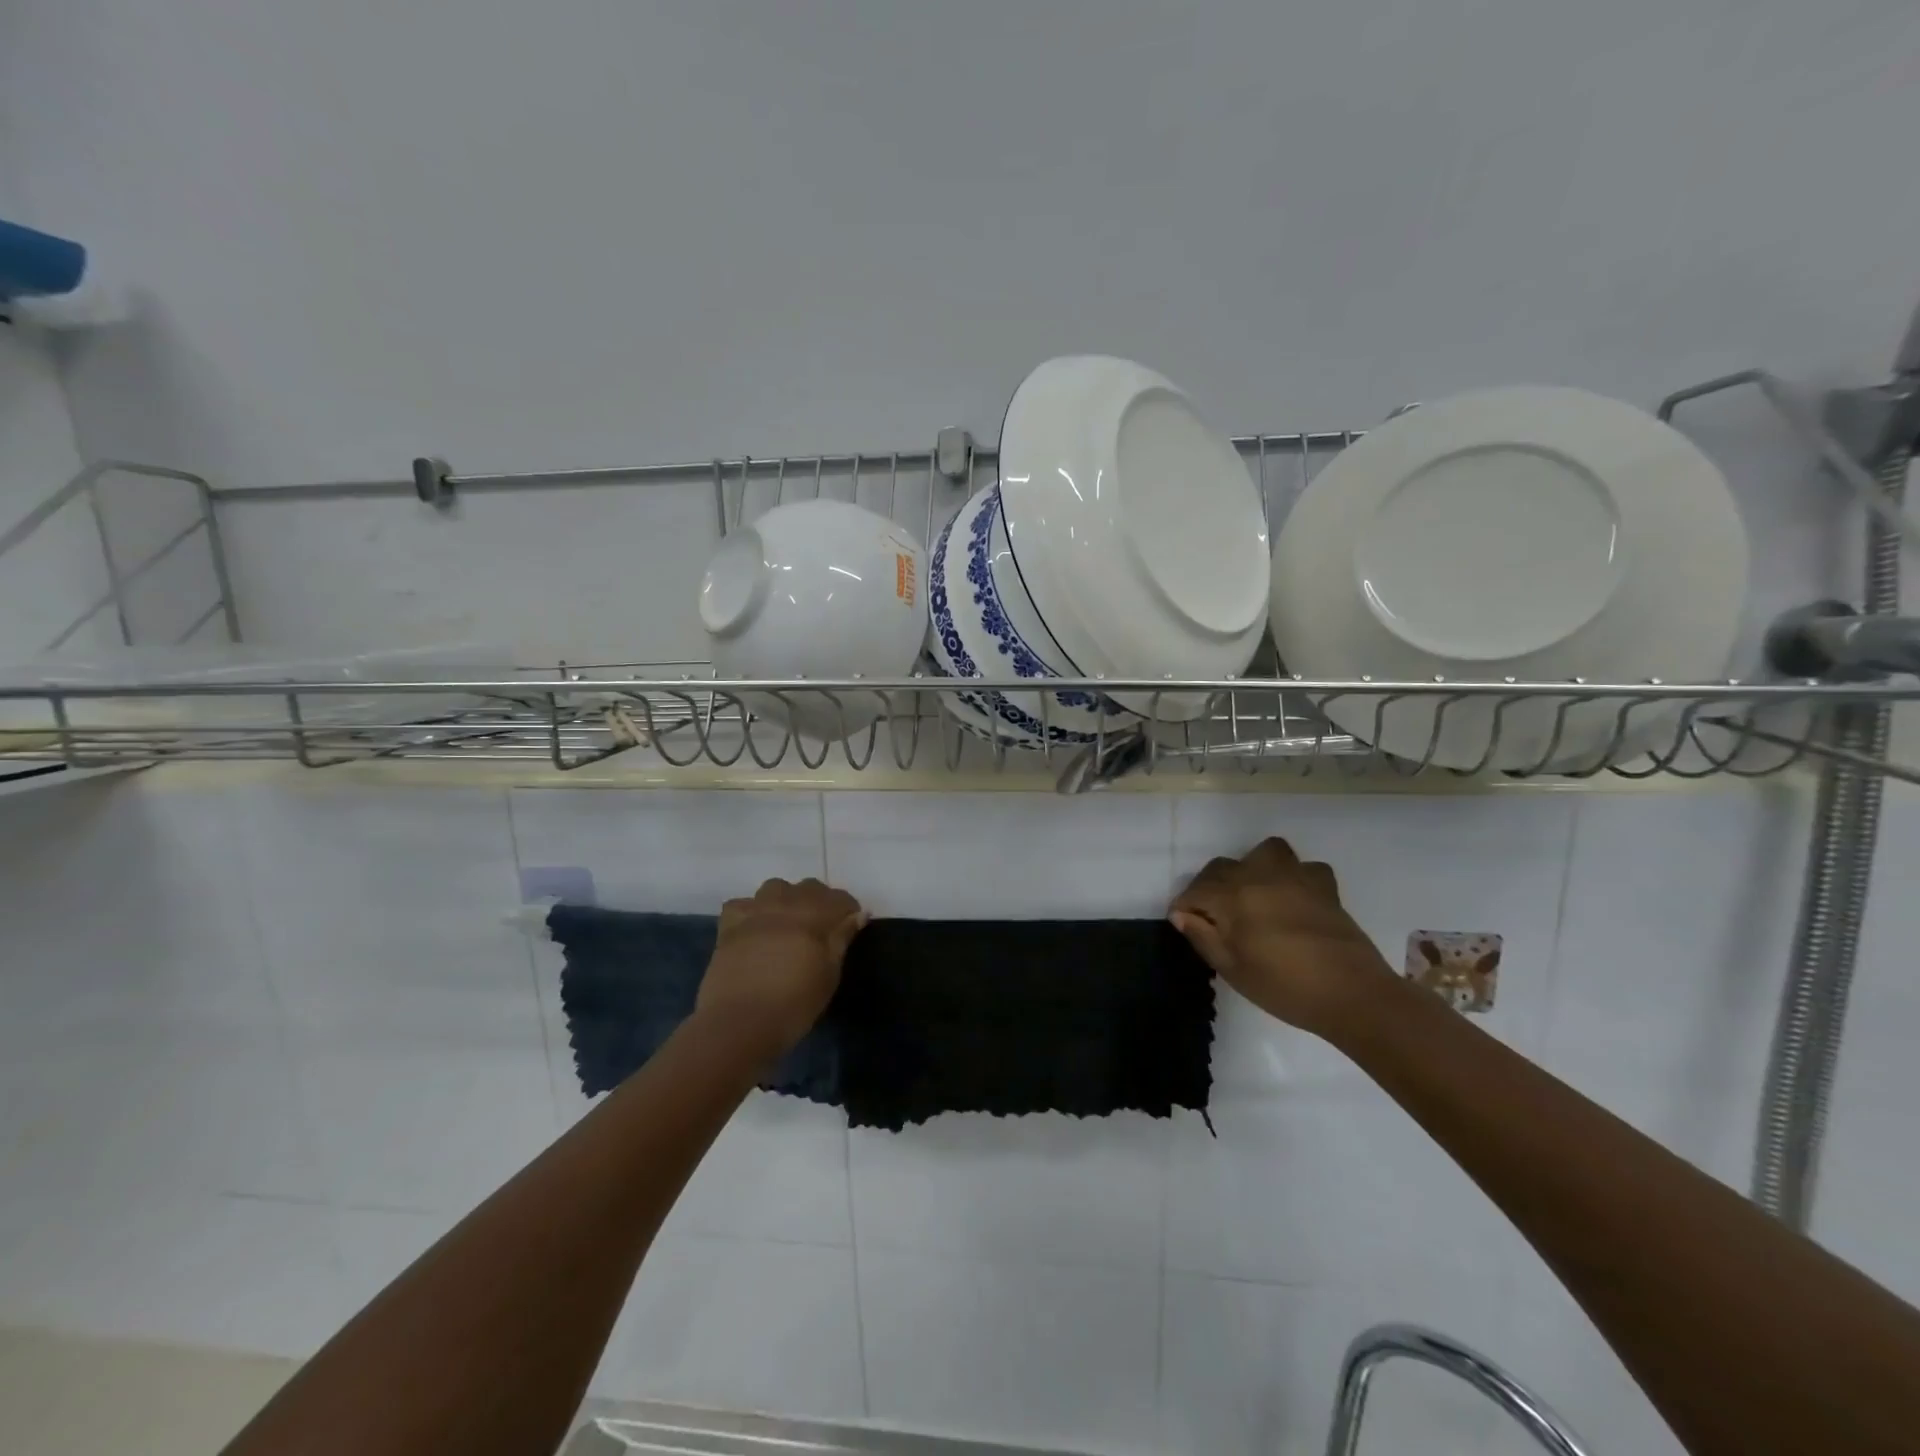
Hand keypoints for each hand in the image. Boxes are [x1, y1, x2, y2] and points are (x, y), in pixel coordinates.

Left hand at [696, 877, 867, 1057]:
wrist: (740, 1023)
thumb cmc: (794, 1003)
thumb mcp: (829, 975)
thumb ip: (841, 940)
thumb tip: (858, 915)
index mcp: (815, 915)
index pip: (840, 899)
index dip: (848, 912)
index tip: (850, 929)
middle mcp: (786, 903)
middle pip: (809, 887)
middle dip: (820, 902)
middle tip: (820, 930)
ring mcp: (755, 911)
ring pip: (776, 887)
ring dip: (786, 899)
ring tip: (787, 924)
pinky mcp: (729, 925)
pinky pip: (743, 904)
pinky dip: (751, 911)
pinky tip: (754, 930)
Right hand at [1169, 837, 1396, 1035]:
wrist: (1353, 995)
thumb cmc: (1285, 987)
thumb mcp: (1233, 970)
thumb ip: (1203, 937)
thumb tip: (1181, 914)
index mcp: (1233, 898)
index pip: (1195, 891)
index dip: (1184, 907)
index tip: (1185, 925)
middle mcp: (1259, 877)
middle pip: (1222, 868)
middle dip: (1210, 887)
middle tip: (1214, 916)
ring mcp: (1295, 877)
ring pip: (1266, 852)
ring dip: (1254, 868)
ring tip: (1254, 894)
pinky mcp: (1325, 887)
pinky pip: (1305, 868)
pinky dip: (1295, 878)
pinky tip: (1294, 899)